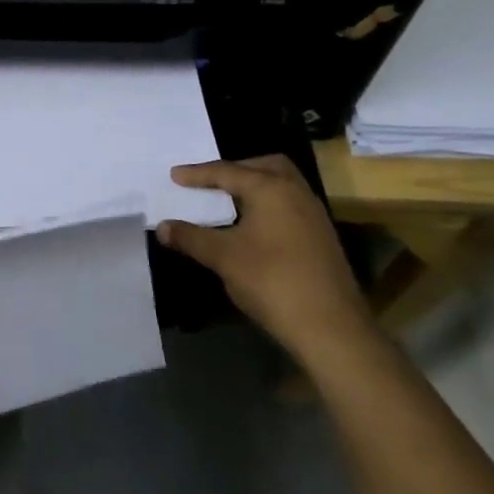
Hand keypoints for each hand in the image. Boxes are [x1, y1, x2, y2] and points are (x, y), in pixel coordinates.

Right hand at [156, 155, 371, 358]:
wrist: (331, 327)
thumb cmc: (272, 281)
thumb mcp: (224, 258)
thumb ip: (191, 238)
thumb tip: (163, 227)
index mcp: (270, 188)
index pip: (227, 172)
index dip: (197, 174)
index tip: (174, 175)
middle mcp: (295, 192)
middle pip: (264, 166)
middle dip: (235, 169)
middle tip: (210, 181)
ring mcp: (313, 214)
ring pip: (281, 184)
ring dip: (255, 186)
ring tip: (229, 201)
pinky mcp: (321, 236)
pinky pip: (290, 204)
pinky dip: (268, 204)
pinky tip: (253, 226)